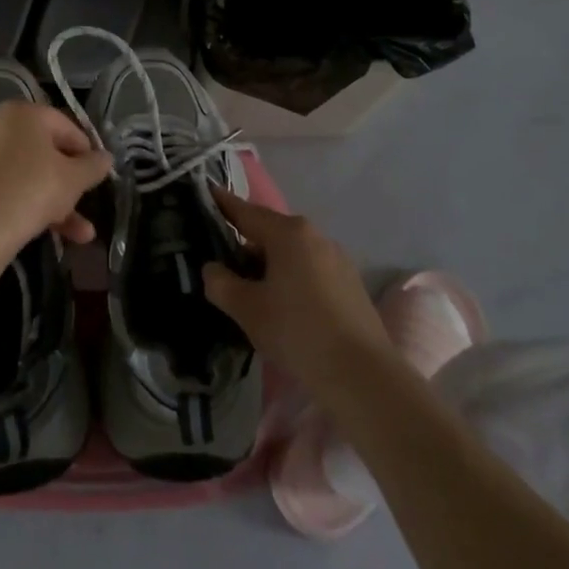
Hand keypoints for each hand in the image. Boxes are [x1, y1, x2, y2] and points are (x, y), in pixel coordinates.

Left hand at [0, 102, 111, 263]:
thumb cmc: (31, 190)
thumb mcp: (73, 179)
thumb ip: (93, 166)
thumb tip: (105, 158)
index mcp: (22, 114)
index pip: (64, 125)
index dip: (86, 150)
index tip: (97, 175)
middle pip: (42, 154)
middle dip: (69, 185)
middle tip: (85, 206)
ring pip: (23, 176)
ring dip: (53, 204)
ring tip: (79, 236)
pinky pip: (1, 190)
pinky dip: (22, 207)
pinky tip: (38, 232)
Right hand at [202, 189, 388, 388]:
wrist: (362, 375)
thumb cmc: (297, 331)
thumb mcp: (247, 309)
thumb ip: (221, 283)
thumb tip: (212, 269)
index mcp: (288, 233)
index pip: (246, 212)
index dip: (223, 204)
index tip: (206, 193)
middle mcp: (315, 236)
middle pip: (270, 231)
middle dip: (245, 242)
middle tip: (221, 259)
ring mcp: (337, 259)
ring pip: (291, 252)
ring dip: (269, 263)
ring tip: (250, 287)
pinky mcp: (350, 283)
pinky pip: (310, 269)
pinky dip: (291, 277)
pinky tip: (283, 304)